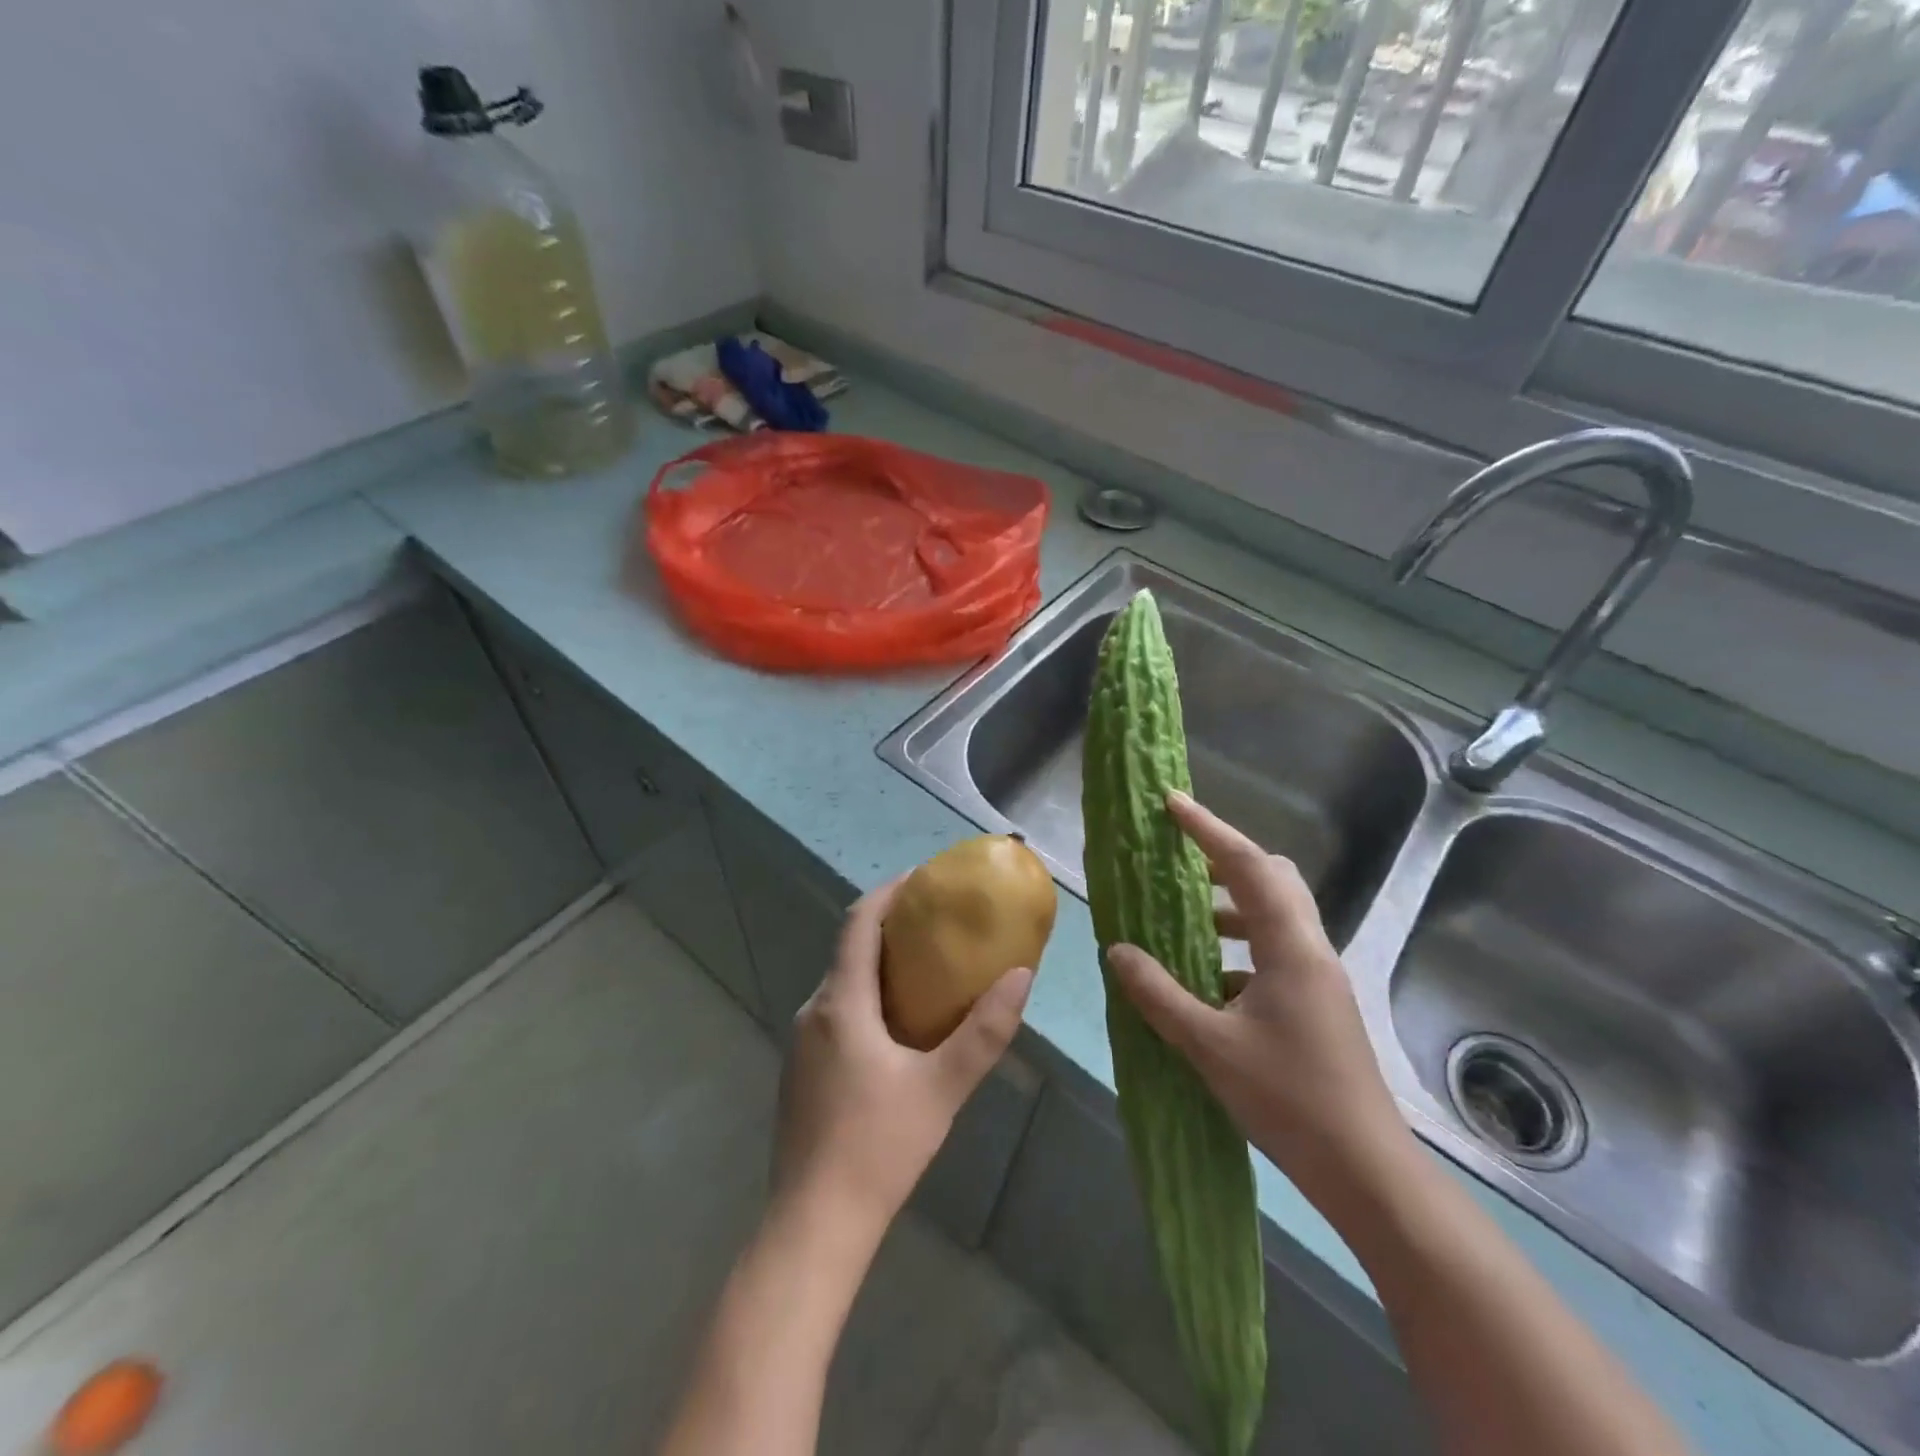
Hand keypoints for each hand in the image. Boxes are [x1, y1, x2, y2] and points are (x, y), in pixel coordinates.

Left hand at [773, 877, 1033, 1240]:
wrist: (813, 1225)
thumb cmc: (878, 1148)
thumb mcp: (942, 1088)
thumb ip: (984, 1031)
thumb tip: (1021, 975)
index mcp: (841, 1003)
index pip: (858, 923)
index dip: (888, 892)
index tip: (923, 878)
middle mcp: (813, 1011)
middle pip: (850, 950)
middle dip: (891, 928)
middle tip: (939, 926)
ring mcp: (801, 1043)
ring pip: (843, 984)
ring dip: (880, 966)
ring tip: (928, 971)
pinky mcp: (801, 1071)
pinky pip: (836, 1013)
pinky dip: (867, 998)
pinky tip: (898, 1028)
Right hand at [1106, 791, 1410, 1207]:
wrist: (1366, 1171)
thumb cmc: (1289, 1100)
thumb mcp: (1209, 1046)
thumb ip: (1158, 994)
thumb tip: (1117, 951)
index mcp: (1290, 948)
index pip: (1248, 866)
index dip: (1209, 829)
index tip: (1172, 803)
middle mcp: (1310, 950)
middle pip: (1272, 879)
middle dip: (1224, 859)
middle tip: (1180, 856)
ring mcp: (1318, 977)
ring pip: (1274, 916)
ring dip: (1230, 906)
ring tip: (1184, 919)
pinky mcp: (1317, 1003)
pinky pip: (1274, 951)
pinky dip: (1238, 947)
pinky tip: (1206, 980)